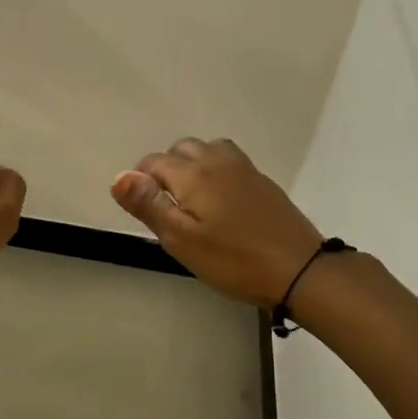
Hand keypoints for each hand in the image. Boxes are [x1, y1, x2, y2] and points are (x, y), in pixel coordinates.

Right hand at [112, 138, 321, 307]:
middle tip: (166, 208)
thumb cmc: (233, 260)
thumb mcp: (181, 240)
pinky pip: (228, 161)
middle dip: (166, 170)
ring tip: (191, 201)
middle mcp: (217, 160)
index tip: (143, 210)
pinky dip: (214, 171)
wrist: (298, 269)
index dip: (140, 182)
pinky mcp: (262, 181)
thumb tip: (119, 176)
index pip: (153, 162)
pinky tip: (219, 202)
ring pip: (207, 150)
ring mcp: (244, 168)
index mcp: (193, 173)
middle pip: (181, 149)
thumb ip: (149, 205)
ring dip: (192, 166)